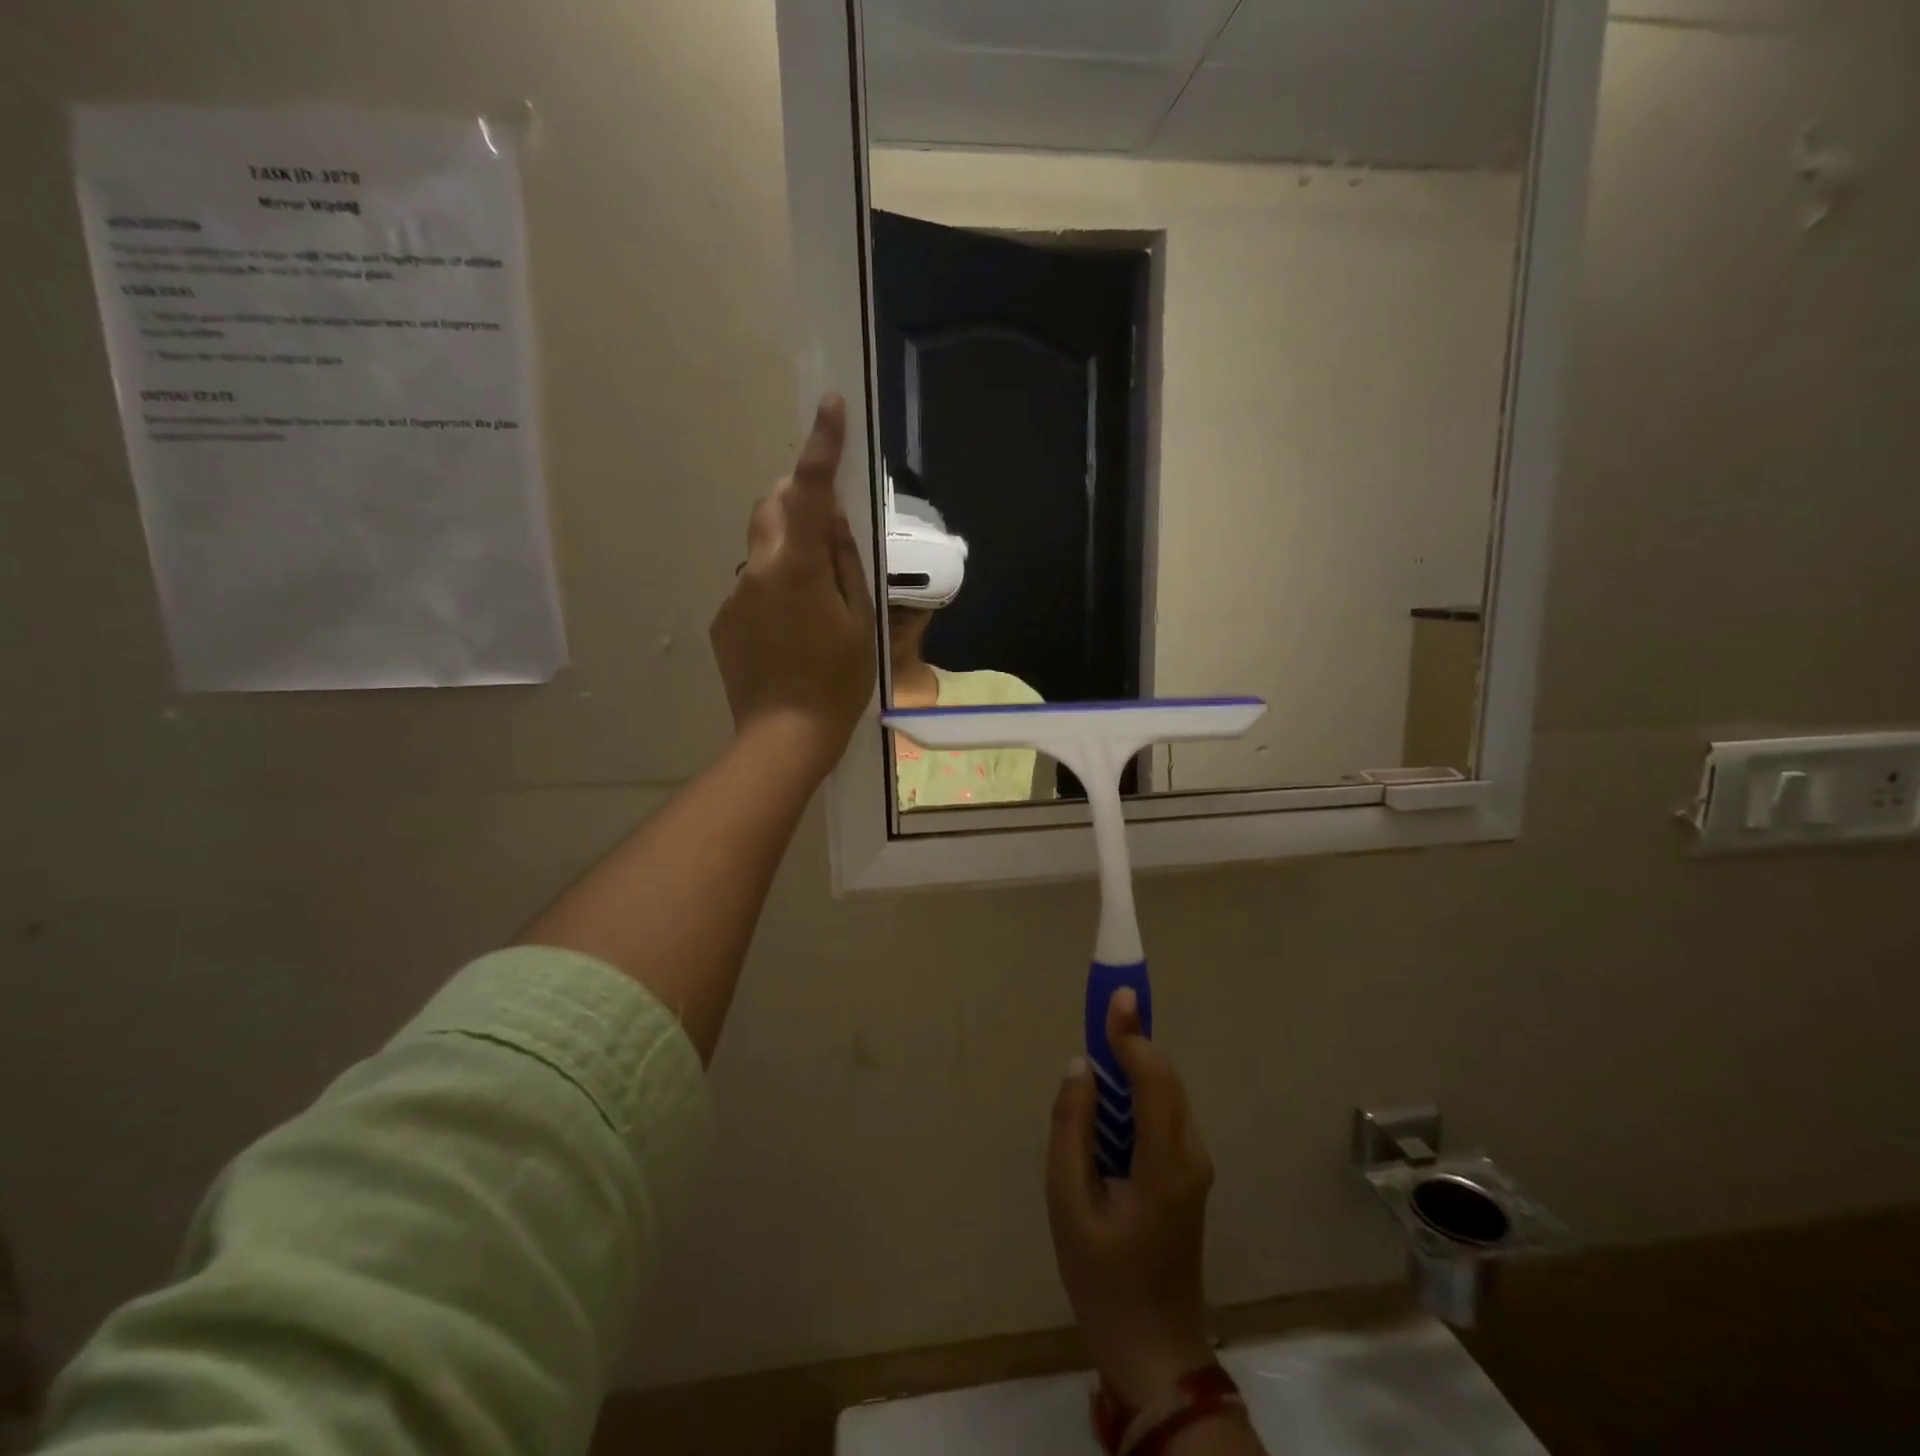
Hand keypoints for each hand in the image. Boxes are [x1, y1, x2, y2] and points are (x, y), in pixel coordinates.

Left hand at [709, 393, 876, 778]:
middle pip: (772, 509)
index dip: (821, 446)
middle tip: (828, 527)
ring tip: (814, 603)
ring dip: (787, 553)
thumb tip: (833, 518)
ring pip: (762, 551)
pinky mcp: (723, 620)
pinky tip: (790, 632)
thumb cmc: (837, 681)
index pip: (810, 492)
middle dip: (797, 500)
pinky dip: (773, 590)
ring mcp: (734, 595)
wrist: (784, 736)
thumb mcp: (859, 621)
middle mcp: (757, 569)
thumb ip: (844, 562)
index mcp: (797, 567)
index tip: (829, 404)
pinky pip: (751, 586)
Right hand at [1047, 988, 1216, 1409]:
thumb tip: (1080, 1066)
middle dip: (1134, 1039)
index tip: (1116, 994)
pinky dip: (1137, 1093)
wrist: (1153, 1350)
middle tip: (1103, 1009)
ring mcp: (1193, 1166)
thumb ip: (1072, 1127)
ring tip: (1099, 1046)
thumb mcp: (1069, 1203)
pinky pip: (1161, 1117)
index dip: (1132, 1033)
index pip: (1153, 1078)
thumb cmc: (1103, 1279)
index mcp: (1165, 1162)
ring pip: (1164, 1095)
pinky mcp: (1185, 1176)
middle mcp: (1190, 1155)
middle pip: (1164, 1079)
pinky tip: (1108, 1098)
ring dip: (1134, 1066)